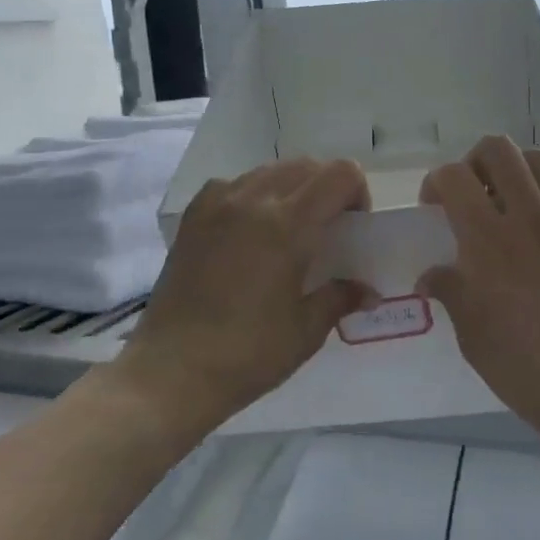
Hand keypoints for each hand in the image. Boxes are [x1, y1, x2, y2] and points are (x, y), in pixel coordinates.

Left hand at [97, 157, 370, 434]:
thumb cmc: (247, 354)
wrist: (171, 373)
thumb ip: (340, 298)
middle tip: (328, 228)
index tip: (354, 226)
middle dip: (328, 188)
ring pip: (269, 170)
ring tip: (289, 229)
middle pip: (306, 166)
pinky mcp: (192, 218)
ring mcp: (217, 205)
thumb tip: (369, 292)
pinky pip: (233, 184)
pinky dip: (253, 194)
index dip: (357, 193)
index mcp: (288, 225)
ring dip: (292, 188)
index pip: (339, 175)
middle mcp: (253, 201)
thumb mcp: (306, 330)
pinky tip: (250, 229)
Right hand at [420, 137, 539, 438]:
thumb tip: (430, 275)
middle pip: (499, 149)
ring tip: (507, 200)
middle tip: (470, 195)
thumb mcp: (471, 335)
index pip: (455, 177)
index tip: (434, 210)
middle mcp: (530, 217)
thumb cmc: (524, 368)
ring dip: (515, 169)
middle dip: (474, 162)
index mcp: (490, 240)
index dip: (435, 184)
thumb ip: (450, 291)